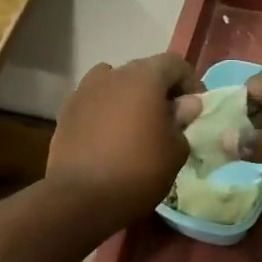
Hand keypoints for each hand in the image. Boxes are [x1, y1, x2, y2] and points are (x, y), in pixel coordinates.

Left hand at [48, 54, 199, 226]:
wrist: (81, 198)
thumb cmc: (139, 171)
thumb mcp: (176, 150)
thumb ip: (183, 120)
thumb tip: (185, 104)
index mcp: (144, 77)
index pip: (175, 64)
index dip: (190, 83)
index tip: (195, 110)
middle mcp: (112, 74)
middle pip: (143, 72)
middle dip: (160, 91)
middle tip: (169, 120)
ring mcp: (84, 91)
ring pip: (115, 85)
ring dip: (130, 99)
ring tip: (137, 126)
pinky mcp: (66, 112)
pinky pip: (95, 103)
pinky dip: (107, 113)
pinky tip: (111, 138)